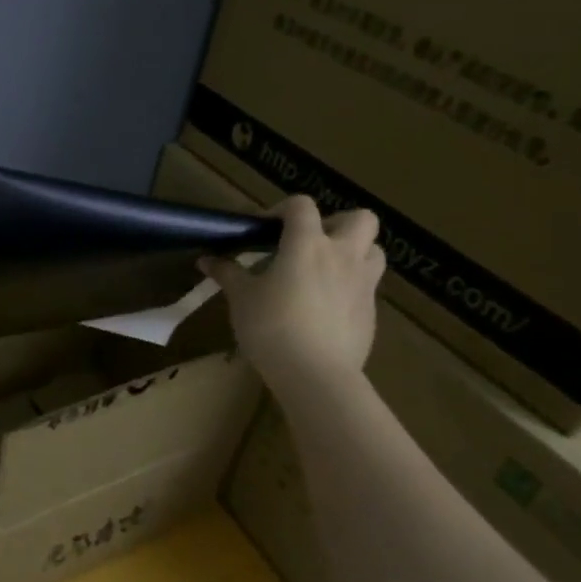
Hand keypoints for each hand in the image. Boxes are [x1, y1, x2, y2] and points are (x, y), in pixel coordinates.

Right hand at [200, 196, 385, 397]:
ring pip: (374, 250)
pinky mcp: (371, 312)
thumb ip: (227, 273)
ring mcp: (363, 284)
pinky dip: (350, 287)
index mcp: (307, 244)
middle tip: (310, 243)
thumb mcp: (241, 298)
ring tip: (325, 271)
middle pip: (360, 218)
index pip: (302, 206)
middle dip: (337, 223)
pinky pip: (367, 286)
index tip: (264, 230)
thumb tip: (206, 260)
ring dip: (353, 252)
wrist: (315, 375)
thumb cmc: (272, 327)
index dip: (282, 209)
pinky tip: (325, 308)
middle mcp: (342, 255)